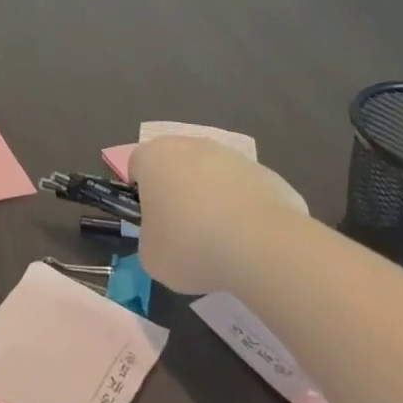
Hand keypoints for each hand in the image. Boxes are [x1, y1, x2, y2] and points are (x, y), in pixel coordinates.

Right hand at [130, 136, 309, 294]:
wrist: (261, 245)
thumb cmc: (191, 246)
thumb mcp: (152, 256)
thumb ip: (150, 238)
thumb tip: (165, 237)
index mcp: (153, 157)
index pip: (137, 167)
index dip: (142, 197)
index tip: (154, 226)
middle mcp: (189, 145)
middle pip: (176, 167)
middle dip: (178, 195)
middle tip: (185, 235)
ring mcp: (230, 155)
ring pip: (211, 176)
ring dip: (212, 201)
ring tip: (223, 243)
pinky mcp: (264, 172)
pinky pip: (243, 190)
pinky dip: (243, 211)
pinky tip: (250, 241)